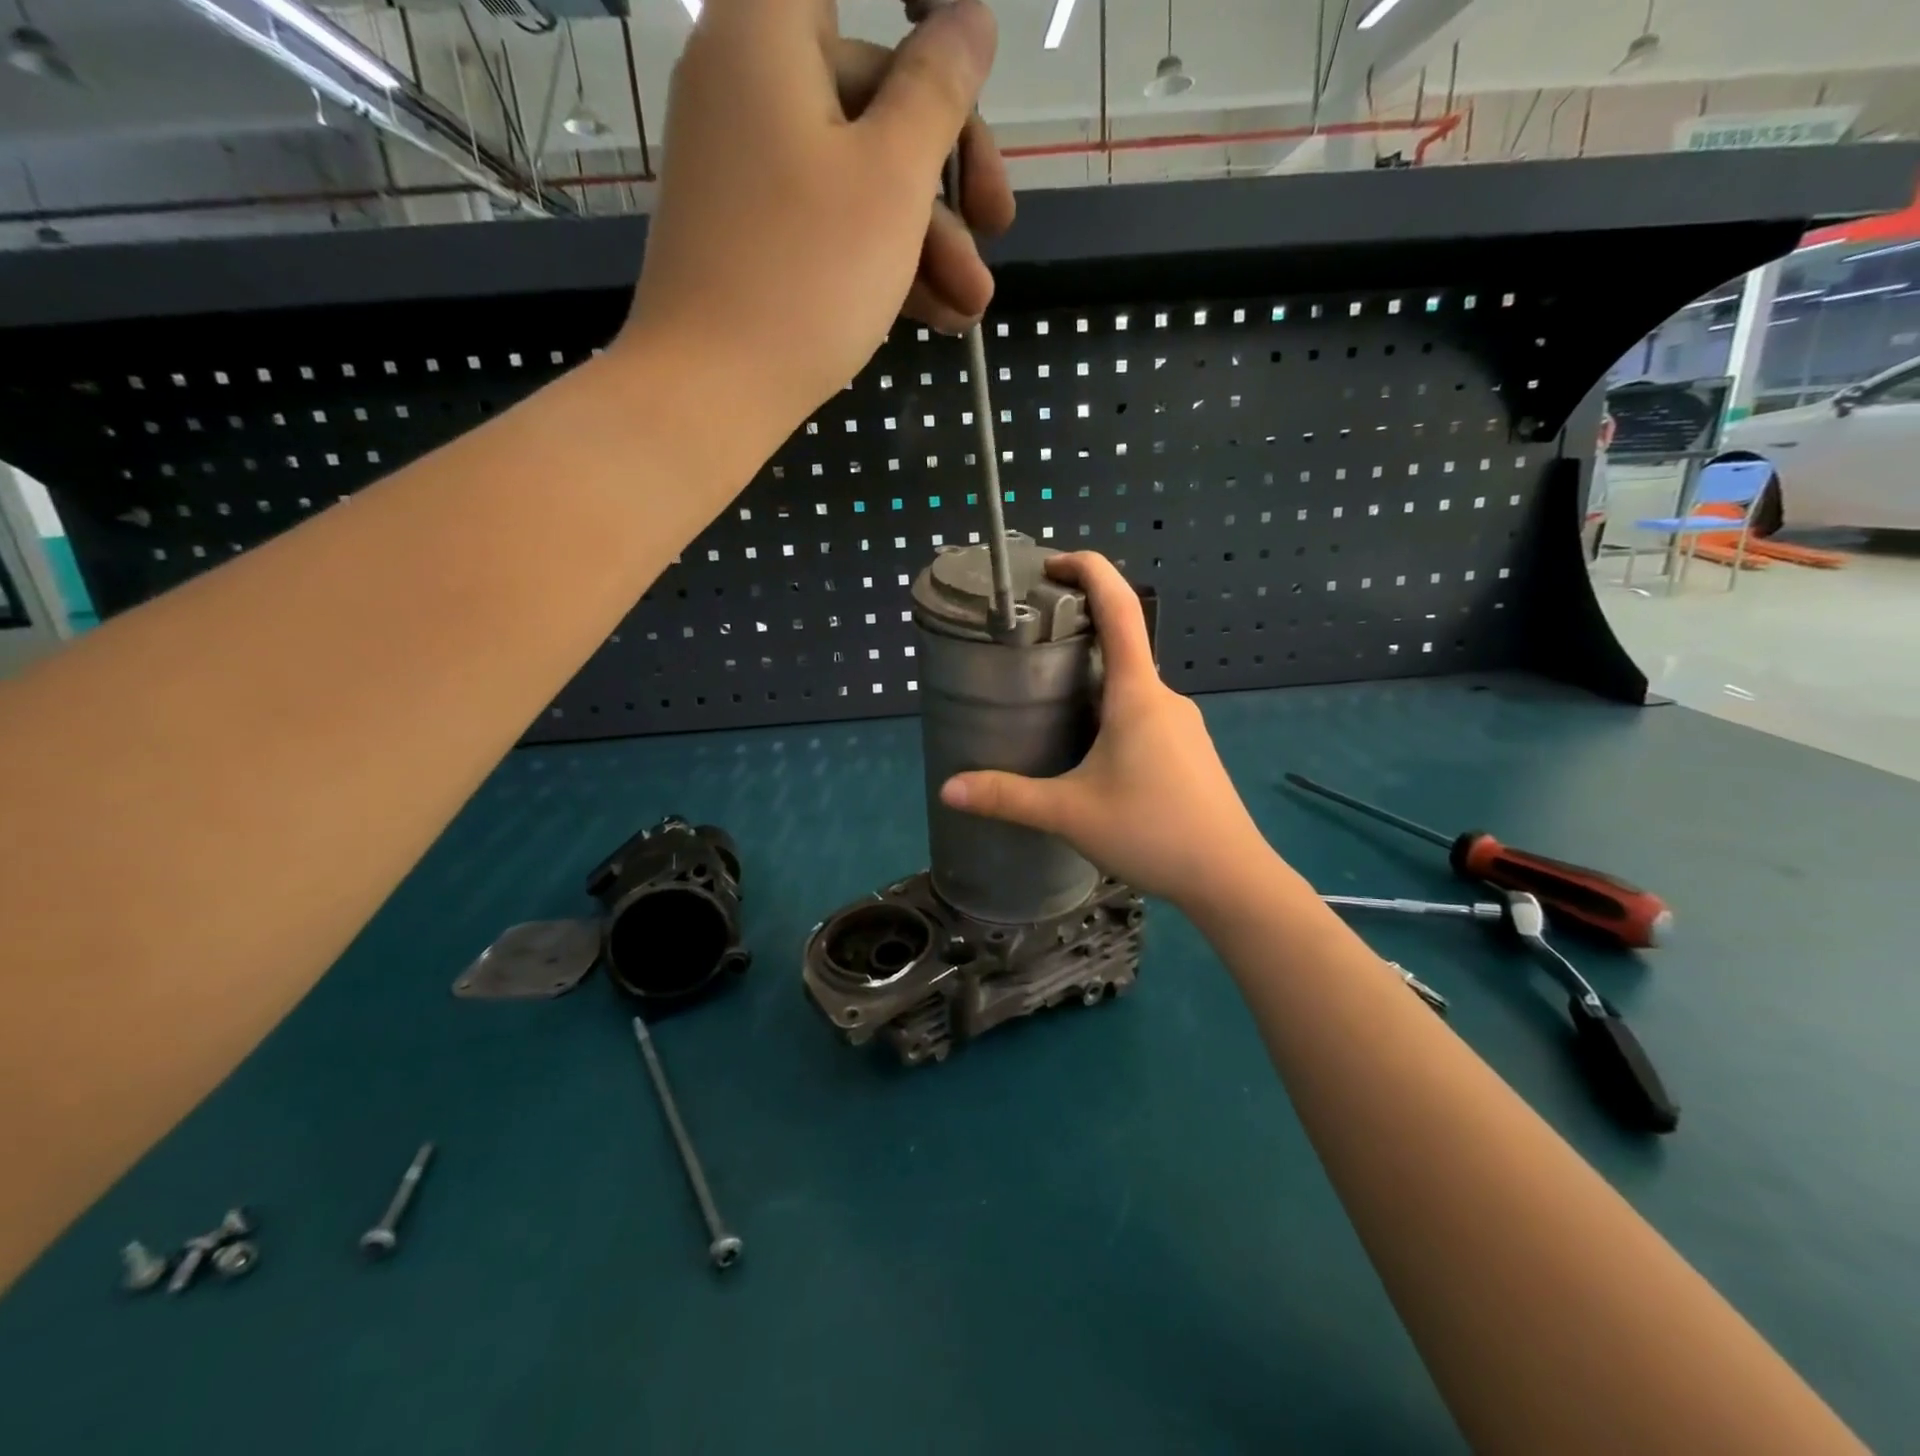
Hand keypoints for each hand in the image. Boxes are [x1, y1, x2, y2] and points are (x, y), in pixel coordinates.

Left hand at [626, 0, 1012, 462]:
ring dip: (927, 239)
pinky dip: (882, 261)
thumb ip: (938, 92)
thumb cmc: (806, 275)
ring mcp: (746, 170)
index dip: (921, 13)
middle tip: (1001, 229)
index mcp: (768, 32)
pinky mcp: (752, 238)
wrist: (711, 393)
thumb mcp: (892, 180)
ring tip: (971, 307)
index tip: (965, 63)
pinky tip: (937, 316)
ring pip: (857, 176)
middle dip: (947, 174)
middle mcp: (748, 84)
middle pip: (871, 95)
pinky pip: (828, 224)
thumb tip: (971, 19)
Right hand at [939, 554, 1277, 912]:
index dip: (1089, 570)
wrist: (1230, 877)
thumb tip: (948, 788)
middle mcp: (1164, 696)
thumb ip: (1007, 797)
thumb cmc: (1152, 830)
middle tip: (1028, 650)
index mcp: (1137, 692)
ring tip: (1048, 705)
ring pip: (1131, 686)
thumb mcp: (1069, 814)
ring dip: (1093, 682)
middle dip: (1075, 637)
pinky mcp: (1188, 750)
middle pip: (1122, 645)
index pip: (1119, 606)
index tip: (1053, 564)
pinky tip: (1091, 752)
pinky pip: (1144, 713)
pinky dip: (1112, 712)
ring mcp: (1182, 724)